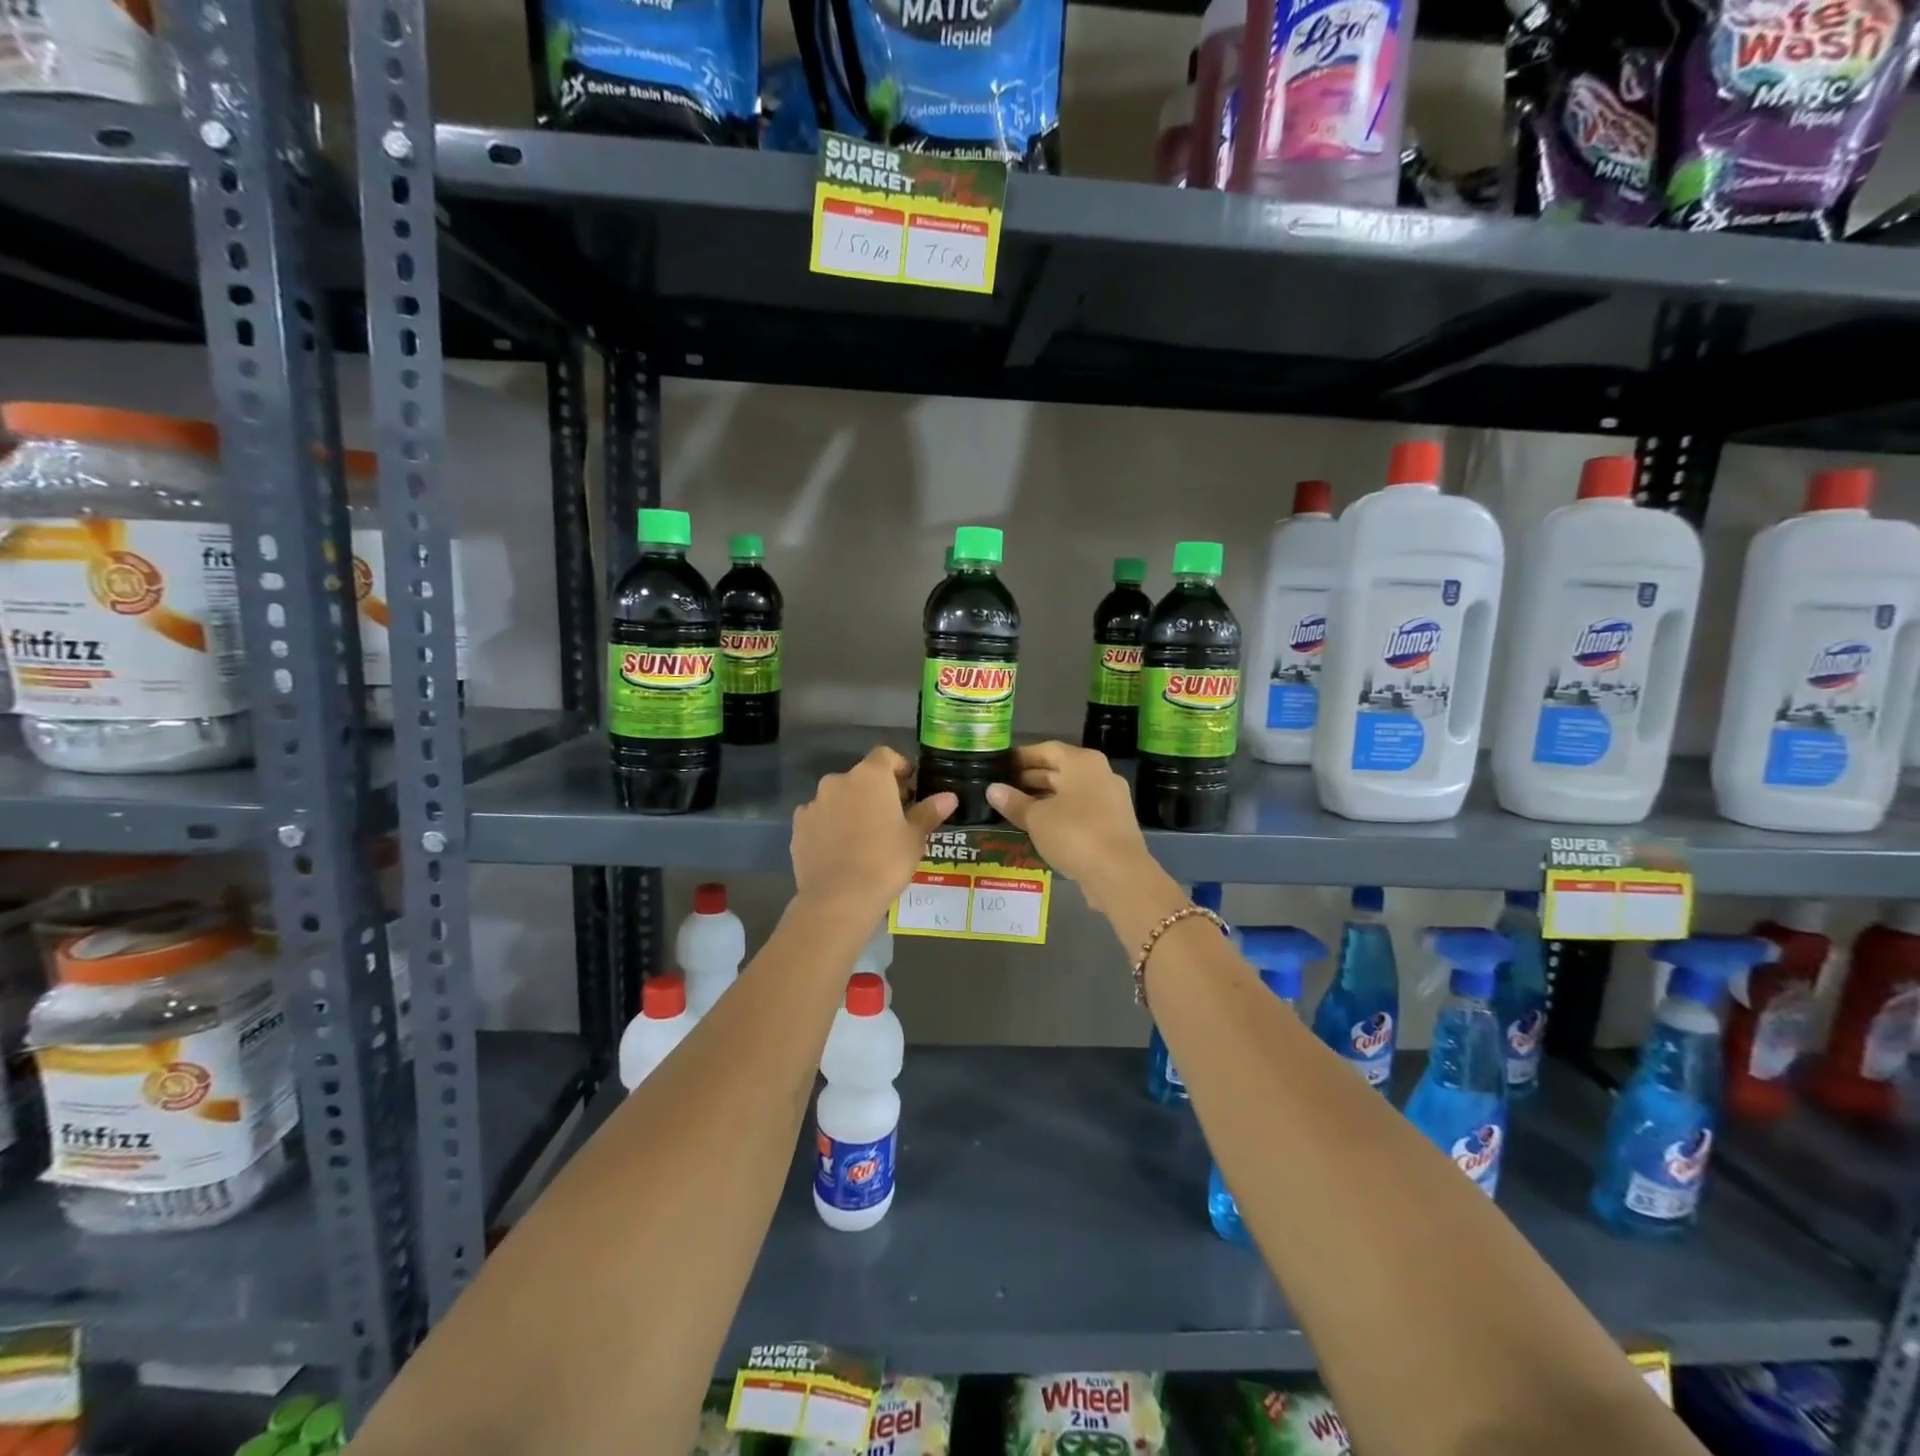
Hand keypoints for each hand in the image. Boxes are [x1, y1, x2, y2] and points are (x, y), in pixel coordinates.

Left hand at [791, 745, 955, 916]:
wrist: (838, 898)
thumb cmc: (886, 861)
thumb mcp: (914, 838)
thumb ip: (928, 812)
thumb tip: (949, 797)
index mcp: (871, 776)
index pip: (885, 755)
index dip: (899, 767)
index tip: (909, 787)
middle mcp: (838, 781)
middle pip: (861, 777)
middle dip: (876, 791)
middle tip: (892, 817)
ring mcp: (814, 803)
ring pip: (838, 798)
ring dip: (851, 808)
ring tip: (864, 837)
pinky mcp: (798, 827)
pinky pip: (819, 818)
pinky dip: (830, 826)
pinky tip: (840, 850)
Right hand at [986, 742, 1159, 913]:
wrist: (1118, 872)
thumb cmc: (1073, 833)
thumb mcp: (1036, 818)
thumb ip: (1014, 802)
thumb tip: (992, 789)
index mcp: (1082, 762)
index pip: (1046, 750)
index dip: (1021, 757)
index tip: (1000, 766)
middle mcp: (1100, 773)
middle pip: (1060, 770)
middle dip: (1030, 779)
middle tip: (1002, 789)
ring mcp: (1110, 799)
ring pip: (1070, 792)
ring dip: (1044, 799)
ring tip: (1016, 809)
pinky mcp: (1114, 823)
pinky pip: (1081, 810)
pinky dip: (1060, 814)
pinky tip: (1040, 828)